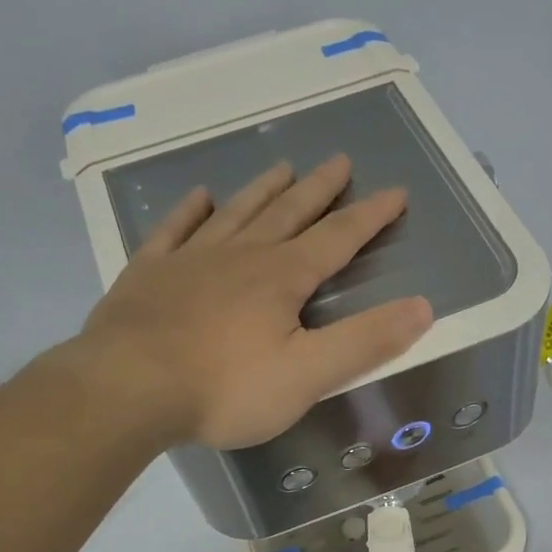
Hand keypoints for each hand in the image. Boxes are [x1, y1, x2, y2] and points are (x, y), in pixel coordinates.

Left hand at [65, 155, 432, 448]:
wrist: (127, 389)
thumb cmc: (225, 388)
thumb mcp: (308, 375)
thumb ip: (365, 341)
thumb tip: (424, 307)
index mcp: (282, 278)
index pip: (338, 239)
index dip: (370, 217)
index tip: (395, 192)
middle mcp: (240, 256)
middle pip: (289, 214)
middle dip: (320, 190)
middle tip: (340, 162)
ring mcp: (190, 260)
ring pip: (236, 213)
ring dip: (263, 190)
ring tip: (283, 167)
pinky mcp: (148, 275)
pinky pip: (174, 230)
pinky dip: (189, 211)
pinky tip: (199, 197)